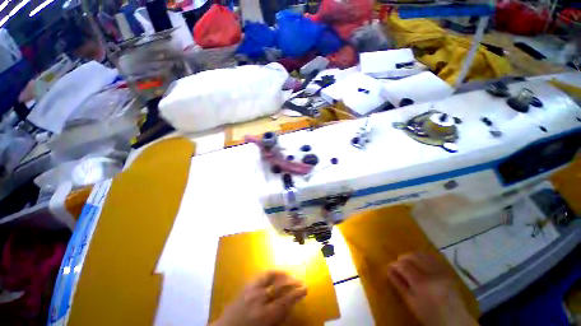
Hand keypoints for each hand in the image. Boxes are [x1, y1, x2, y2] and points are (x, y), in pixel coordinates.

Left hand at [211, 271, 307, 325]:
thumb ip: (279, 317)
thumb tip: (291, 305)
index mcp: (263, 315)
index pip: (285, 301)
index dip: (297, 293)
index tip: (305, 288)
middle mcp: (258, 299)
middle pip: (279, 286)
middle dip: (292, 282)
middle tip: (300, 281)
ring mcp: (251, 289)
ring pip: (270, 276)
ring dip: (282, 275)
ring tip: (290, 275)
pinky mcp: (246, 285)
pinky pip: (262, 275)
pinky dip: (271, 273)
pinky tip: (276, 273)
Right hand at [386, 252, 477, 325]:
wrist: (455, 320)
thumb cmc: (429, 314)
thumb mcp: (412, 302)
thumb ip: (399, 285)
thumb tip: (388, 270)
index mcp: (421, 282)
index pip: (403, 265)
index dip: (394, 264)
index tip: (389, 267)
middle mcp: (431, 273)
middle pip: (412, 257)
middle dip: (402, 258)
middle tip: (398, 265)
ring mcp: (441, 270)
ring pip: (422, 254)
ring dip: (412, 256)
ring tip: (408, 263)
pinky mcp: (447, 270)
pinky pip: (432, 257)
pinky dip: (423, 257)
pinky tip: (420, 262)